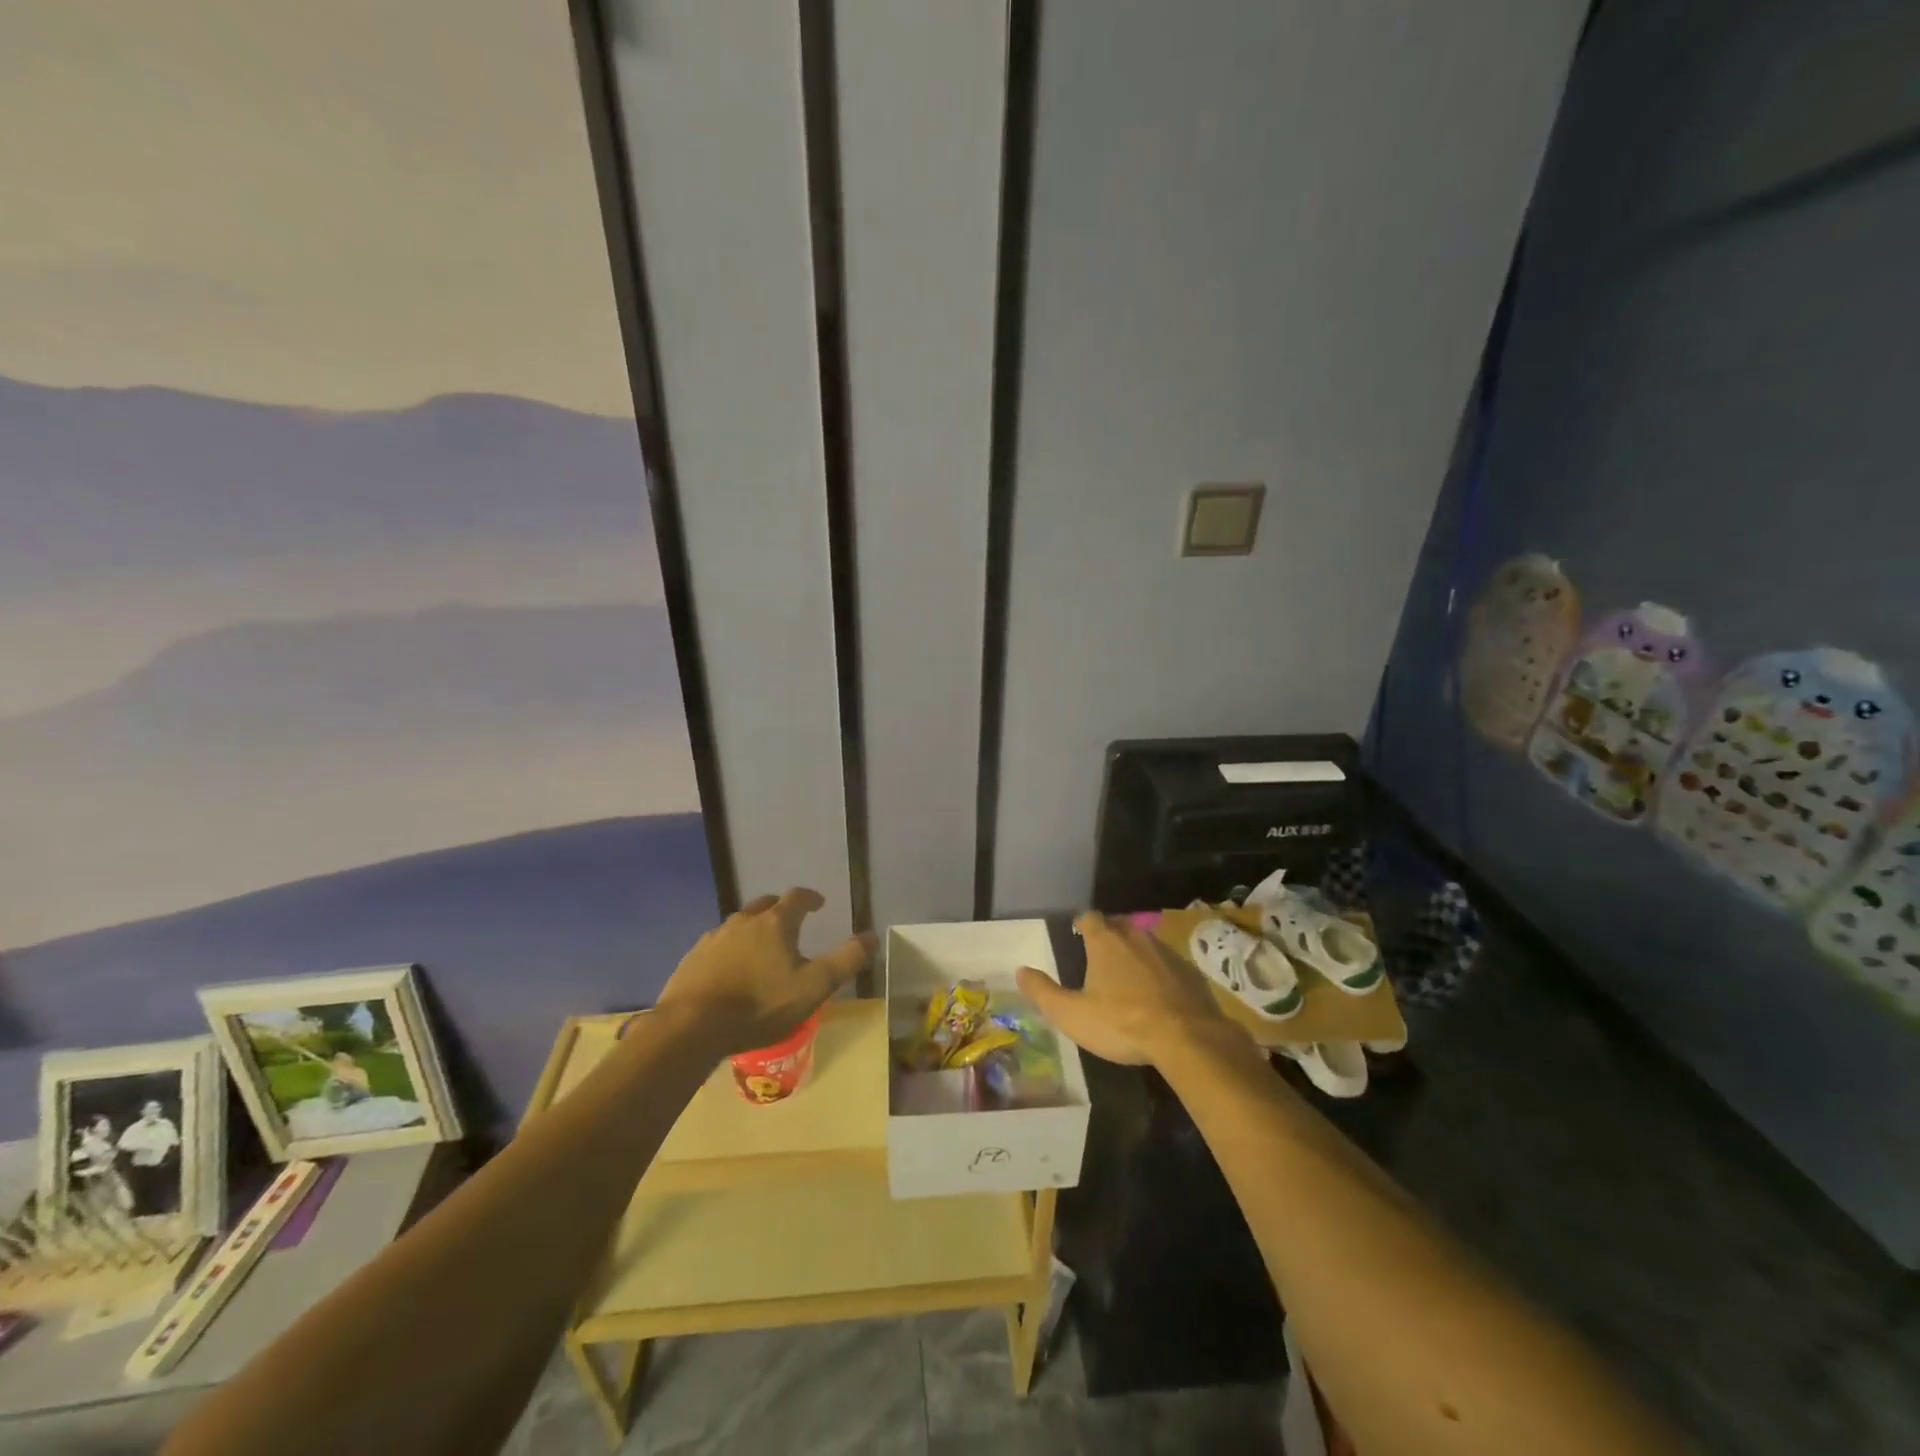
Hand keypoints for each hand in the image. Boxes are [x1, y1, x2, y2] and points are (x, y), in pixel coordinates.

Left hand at [657, 888, 874, 1056]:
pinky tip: (729, 971)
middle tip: (790, 924)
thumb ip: (845, 961)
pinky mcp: (692, 958)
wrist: (691, 1027)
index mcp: (775, 923)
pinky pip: (717, 945)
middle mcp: (743, 921)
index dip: (810, 898)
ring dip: (753, 930)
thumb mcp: (813, 987)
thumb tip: (871, 936)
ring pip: (739, 925)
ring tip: (760, 950)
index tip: (819, 904)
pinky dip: (729, 950)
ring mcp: (714, 938)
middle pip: (765, 905)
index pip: (797, 898)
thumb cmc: (760, 1006)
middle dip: (780, 910)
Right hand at [1016, 912, 1248, 1067]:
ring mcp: (1166, 951)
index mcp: (1105, 941)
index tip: (1076, 936)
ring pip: (1144, 944)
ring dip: (1134, 955)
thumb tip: (1021, 970)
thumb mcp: (1072, 1014)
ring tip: (1127, 979)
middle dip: (1107, 937)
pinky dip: (1159, 974)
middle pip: (1118, 926)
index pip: (1089, 917)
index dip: (1081, 925)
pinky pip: (1167, 964)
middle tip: (1098, 959)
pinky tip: (1157, 997)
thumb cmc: (1122, 1023)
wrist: (1187, 1038)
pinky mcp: (1189, 971)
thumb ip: (1043, 992)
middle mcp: (1135, 936)